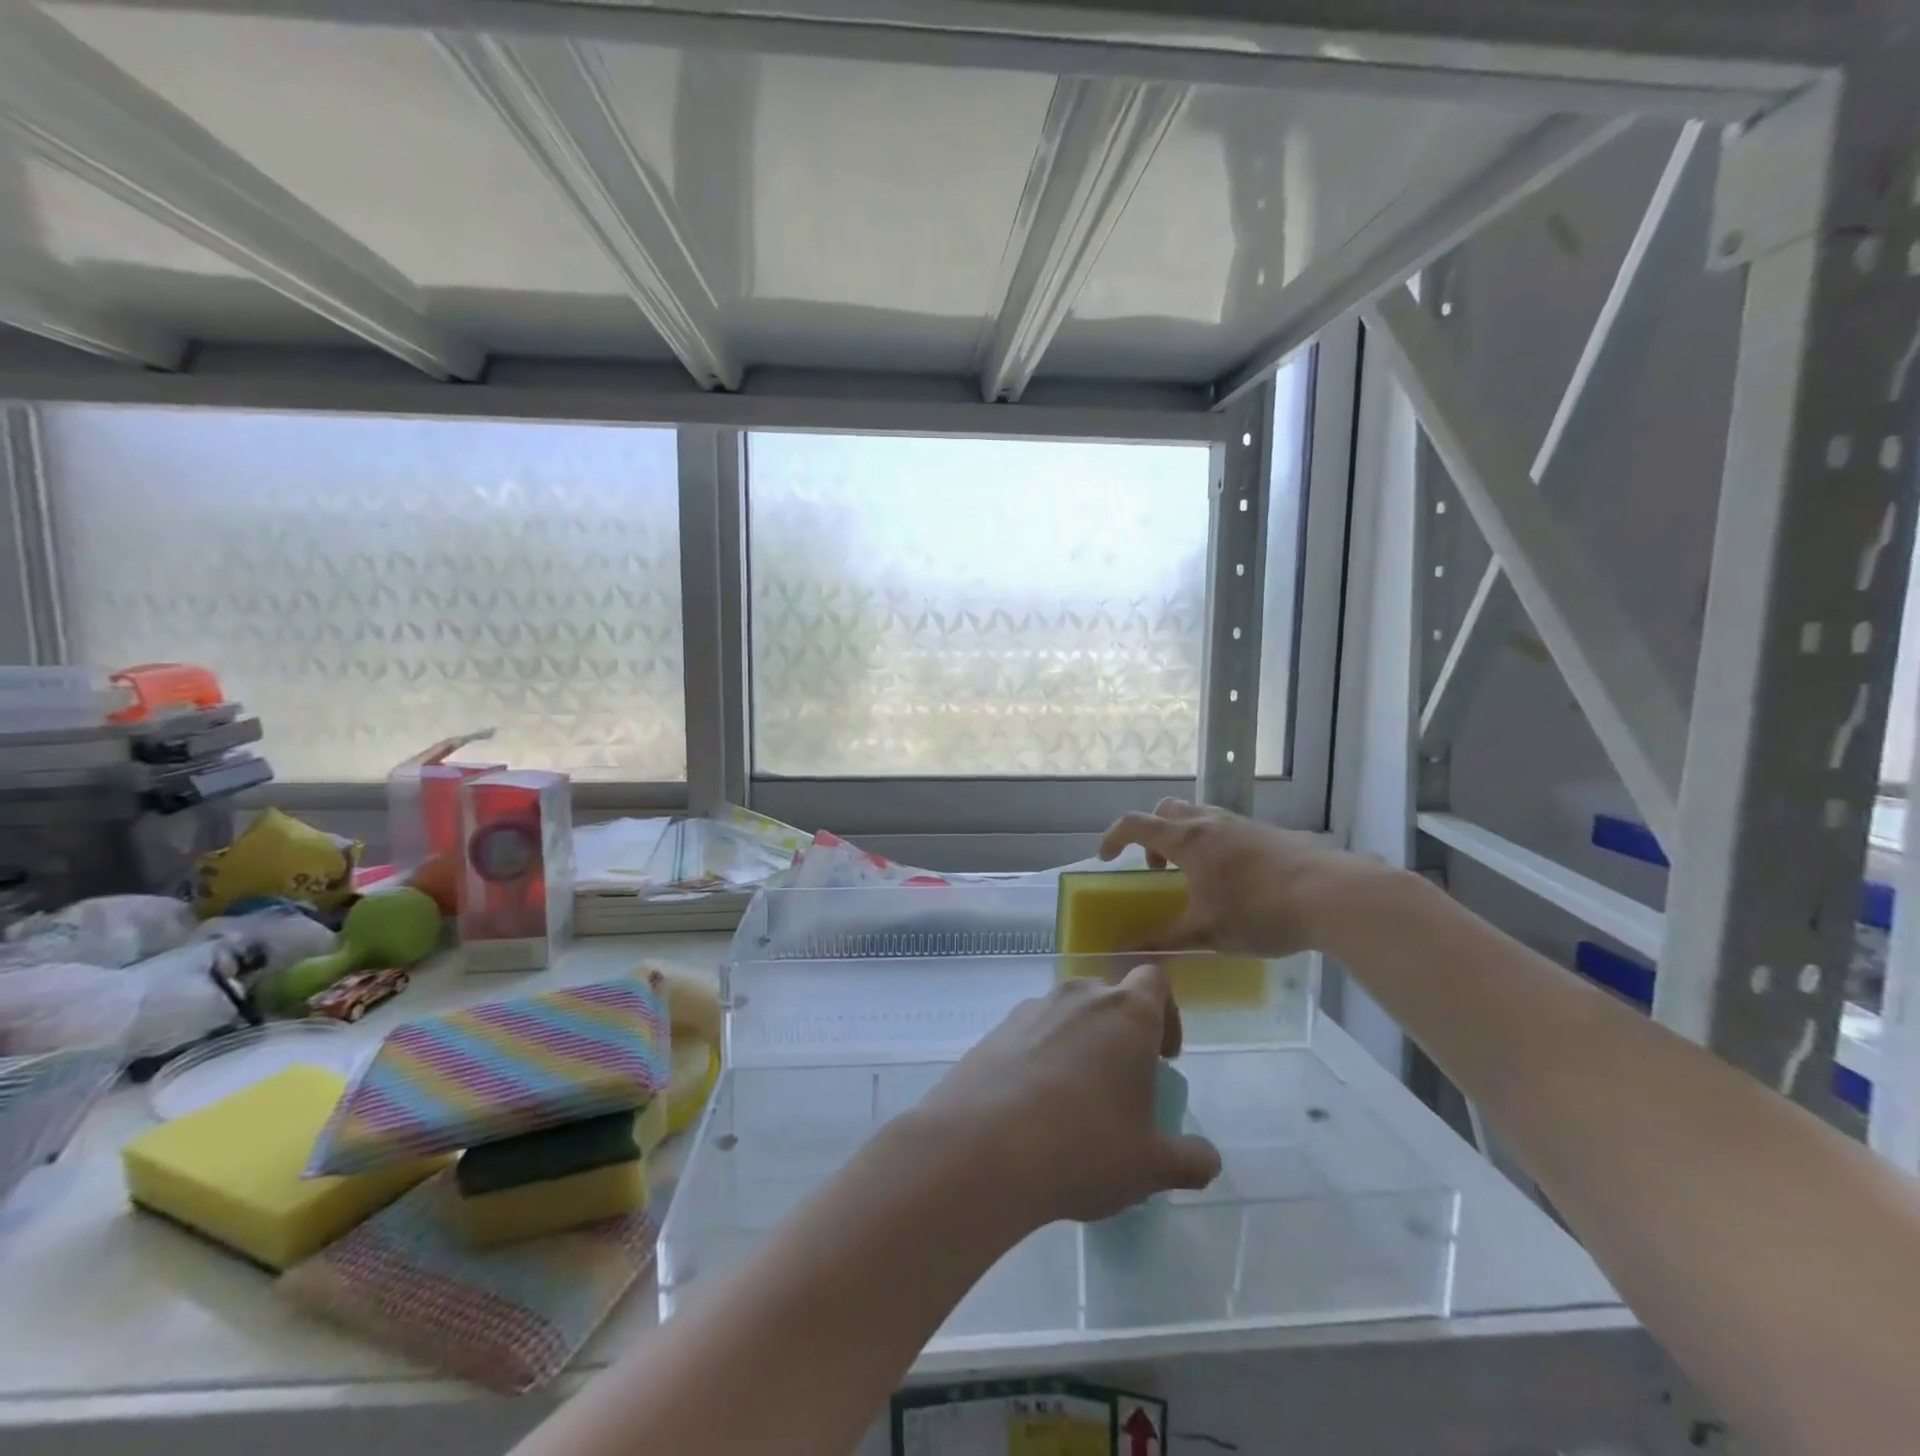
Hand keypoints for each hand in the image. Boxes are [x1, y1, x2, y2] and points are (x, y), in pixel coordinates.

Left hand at [916, 964, 1220, 1226]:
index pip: (1154, 980)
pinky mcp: (996, 1029)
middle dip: (1120, 1030)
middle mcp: (1080, 997)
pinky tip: (1033, 1105)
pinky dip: (1040, 1055)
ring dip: (1079, 1042)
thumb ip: (1188, 1160)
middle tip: (1121, 1082)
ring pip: (1067, 1013)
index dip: (1166, 1012)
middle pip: (1108, 995)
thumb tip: (1207, 1160)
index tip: (1164, 1057)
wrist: (983, 1147)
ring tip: (1075, 1099)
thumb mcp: (1149, 1166)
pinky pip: (1031, 1032)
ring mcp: (1033, 1008)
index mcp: (1127, 1013)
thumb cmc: (1083, 1147)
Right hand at [1097, 798, 1390, 956]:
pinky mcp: (1270, 832)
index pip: (1134, 824)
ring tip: (1197, 876)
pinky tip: (1236, 881)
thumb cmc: (1259, 911)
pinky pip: (1229, 828)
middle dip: (1152, 834)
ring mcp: (1243, 823)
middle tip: (1157, 868)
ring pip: (1200, 815)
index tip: (1106, 858)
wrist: (1332, 895)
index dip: (1113, 837)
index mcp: (1187, 839)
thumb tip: (1121, 953)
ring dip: (1186, 837)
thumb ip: (1161, 942)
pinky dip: (1216, 844)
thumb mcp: (1205, 934)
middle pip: (1167, 810)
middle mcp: (1211, 822)